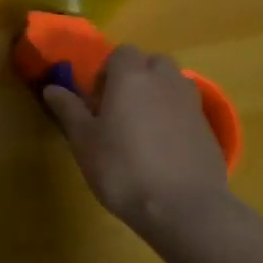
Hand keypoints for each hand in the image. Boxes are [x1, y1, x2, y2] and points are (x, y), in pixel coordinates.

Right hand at [44, 44, 231, 245]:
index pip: (121, 52)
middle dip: (137, 77)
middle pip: (152, 62)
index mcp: (131, 76)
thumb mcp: (84, 140)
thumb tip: (51, 88)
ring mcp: (192, 105)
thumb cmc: (124, 168)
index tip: (98, 100)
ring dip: (159, 95)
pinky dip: (176, 119)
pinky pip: (188, 111)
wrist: (186, 210)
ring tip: (143, 127)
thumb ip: (68, 109)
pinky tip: (165, 151)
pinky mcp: (210, 131)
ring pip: (174, 84)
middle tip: (121, 109)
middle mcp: (164, 81)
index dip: (108, 71)